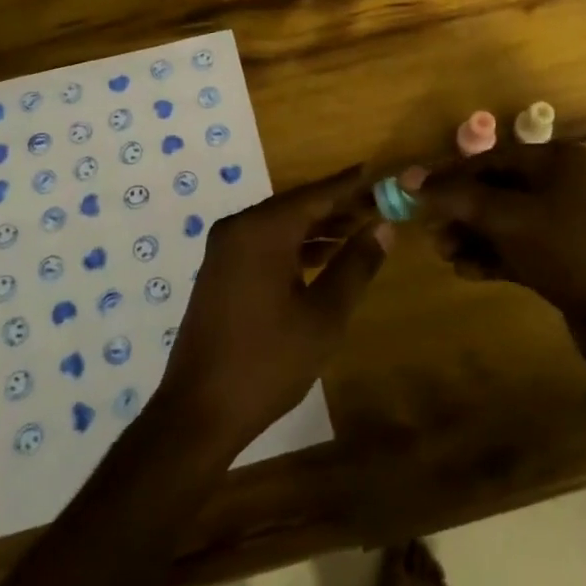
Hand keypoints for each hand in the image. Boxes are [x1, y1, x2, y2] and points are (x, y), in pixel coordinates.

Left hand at [159, 168, 388, 456]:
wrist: (199, 411)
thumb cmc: (268, 362)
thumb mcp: (324, 315)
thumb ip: (356, 265)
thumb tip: (384, 226)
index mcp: (262, 230)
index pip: (318, 194)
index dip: (354, 185)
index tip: (385, 175)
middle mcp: (239, 228)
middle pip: (298, 205)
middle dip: (340, 206)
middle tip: (382, 205)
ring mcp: (226, 249)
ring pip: (282, 225)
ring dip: (320, 227)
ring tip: (363, 229)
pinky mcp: (222, 270)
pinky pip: (266, 243)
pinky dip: (297, 245)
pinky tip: (326, 256)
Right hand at [416, 142, 585, 343]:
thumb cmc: (569, 251)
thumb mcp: (507, 218)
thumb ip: (457, 197)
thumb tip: (408, 179)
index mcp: (556, 161)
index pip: (490, 159)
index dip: (450, 177)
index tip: (416, 197)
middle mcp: (562, 184)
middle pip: (495, 190)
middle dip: (460, 212)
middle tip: (432, 233)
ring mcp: (565, 223)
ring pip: (503, 222)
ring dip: (472, 236)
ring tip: (447, 255)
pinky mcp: (564, 258)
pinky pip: (517, 248)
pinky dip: (492, 256)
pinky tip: (468, 271)